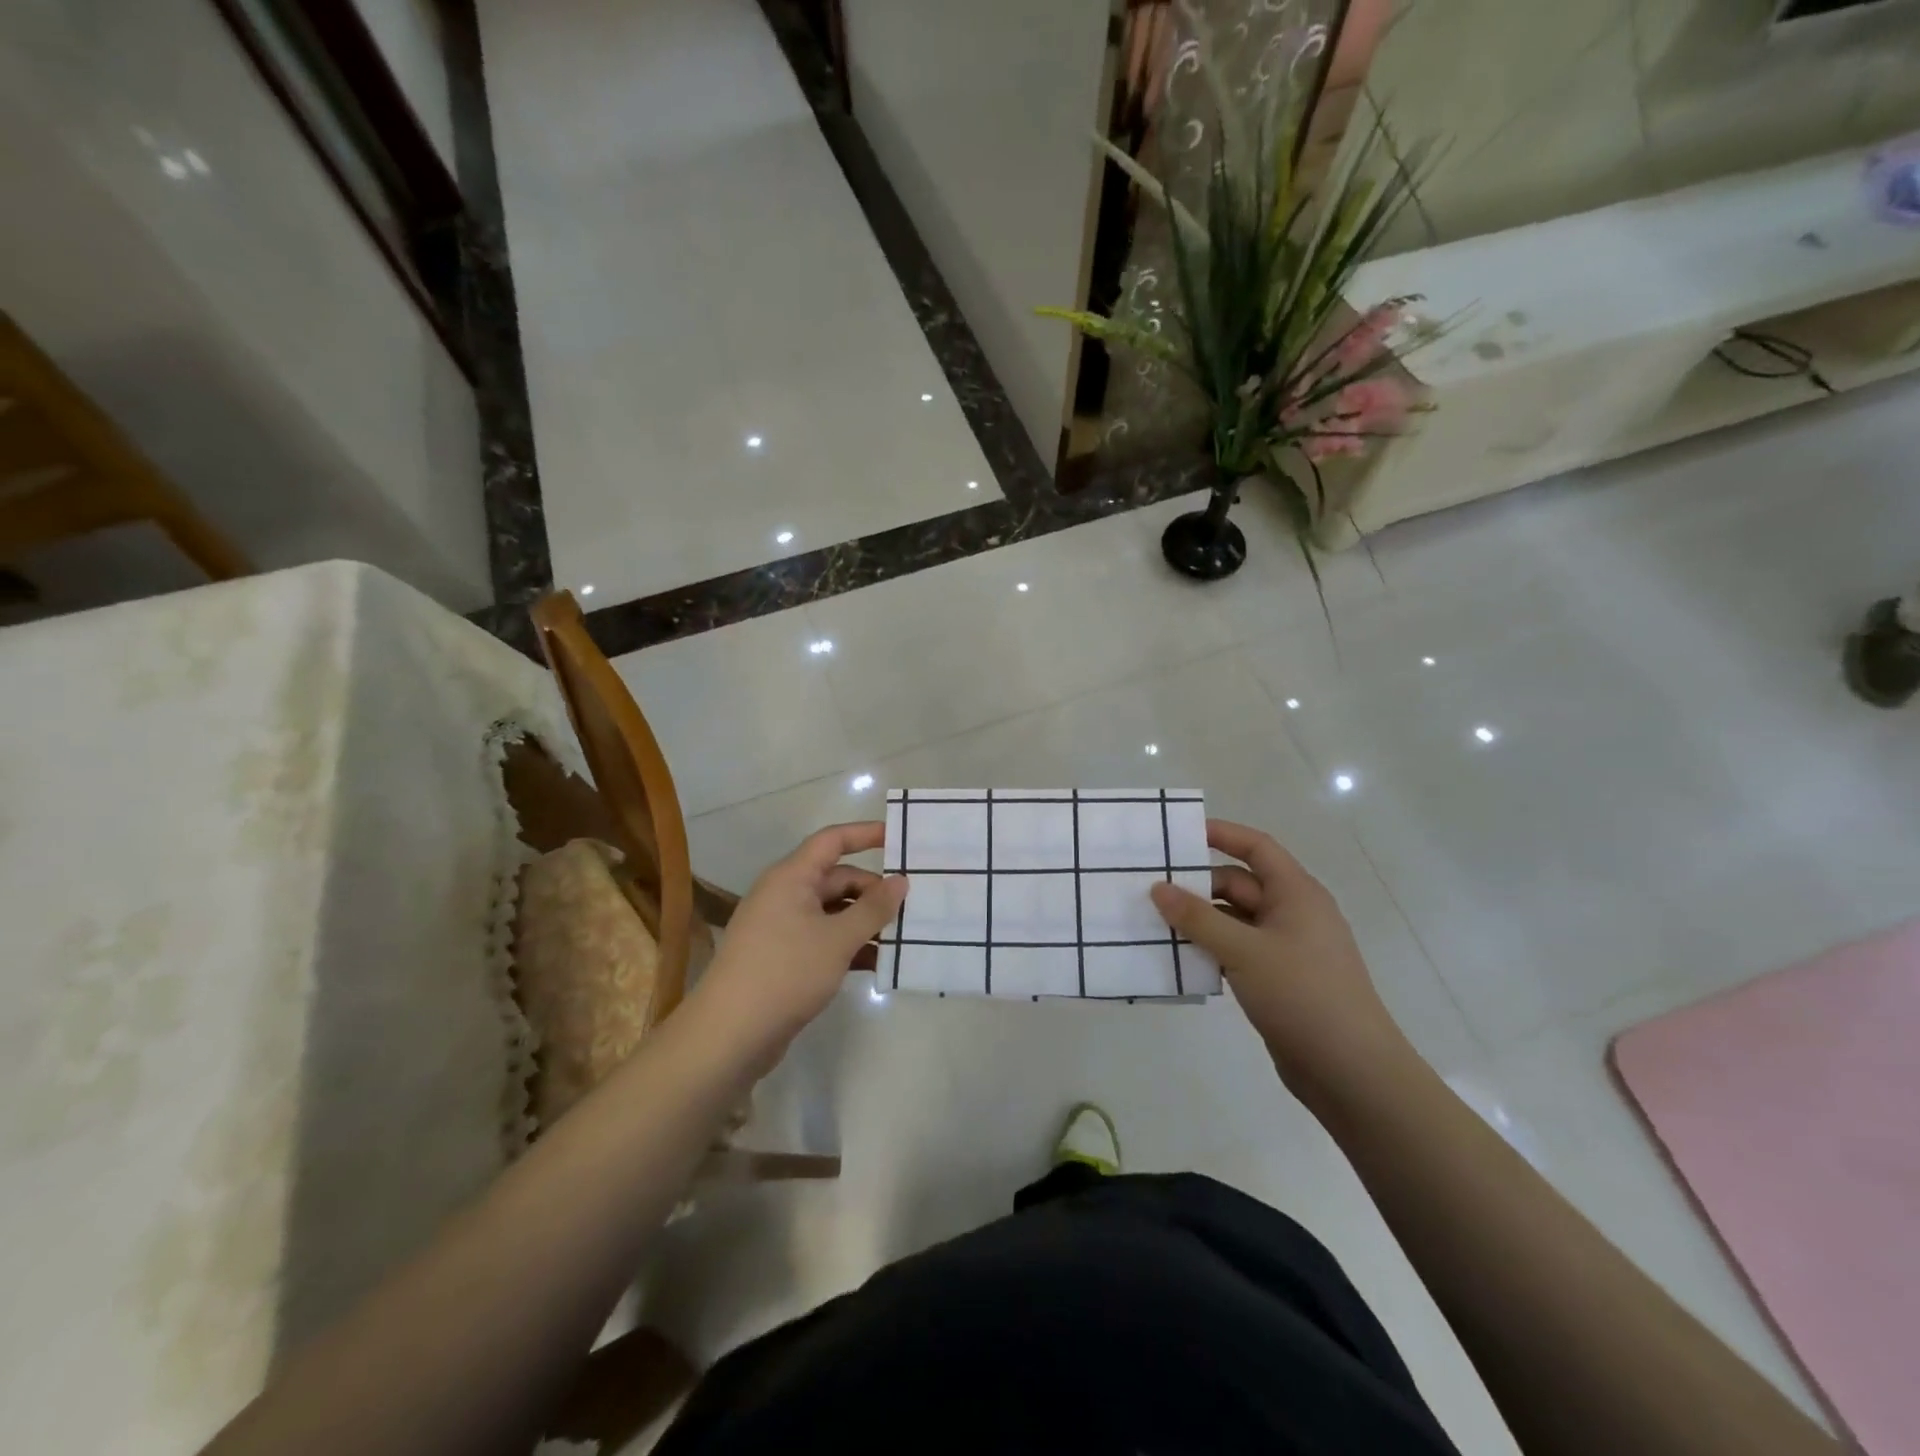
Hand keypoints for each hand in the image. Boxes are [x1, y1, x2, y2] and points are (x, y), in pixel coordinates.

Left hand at [691, 822, 907, 1061]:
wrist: (729, 1036)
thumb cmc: (785, 973)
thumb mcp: (838, 939)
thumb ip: (873, 908)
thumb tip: (900, 881)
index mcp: (791, 878)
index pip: (832, 841)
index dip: (865, 834)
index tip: (900, 837)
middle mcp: (784, 895)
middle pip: (837, 879)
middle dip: (874, 890)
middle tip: (913, 905)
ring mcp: (782, 929)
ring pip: (833, 913)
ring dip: (865, 922)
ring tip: (903, 937)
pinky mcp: (784, 959)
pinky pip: (824, 940)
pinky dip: (850, 947)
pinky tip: (878, 964)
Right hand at [1149, 819, 1414, 1102]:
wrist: (1352, 1072)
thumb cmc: (1302, 995)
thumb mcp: (1244, 951)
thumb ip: (1197, 918)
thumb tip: (1158, 888)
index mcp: (1296, 894)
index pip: (1257, 848)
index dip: (1222, 834)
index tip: (1179, 834)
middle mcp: (1292, 914)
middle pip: (1238, 884)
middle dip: (1197, 886)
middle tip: (1149, 890)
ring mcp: (1285, 949)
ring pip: (1233, 920)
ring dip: (1199, 921)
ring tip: (1153, 924)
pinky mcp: (1277, 979)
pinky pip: (1236, 951)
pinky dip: (1210, 950)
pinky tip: (1179, 959)